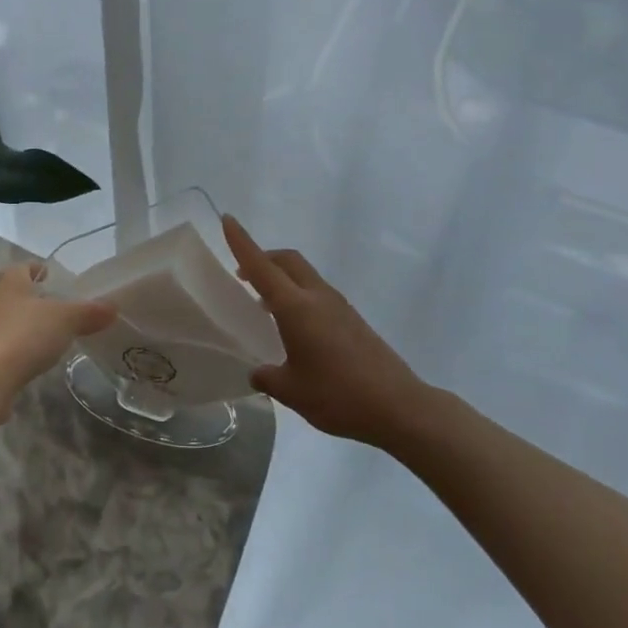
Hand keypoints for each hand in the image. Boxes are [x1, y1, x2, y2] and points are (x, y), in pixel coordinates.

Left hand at [0, 262, 116, 409]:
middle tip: (63, 309)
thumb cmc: (23, 335)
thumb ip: (89, 312)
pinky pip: (7, 348)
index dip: (42, 270)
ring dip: (29, 327)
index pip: (27, 267)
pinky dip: (21, 351)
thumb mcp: (65, 319)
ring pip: (11, 321)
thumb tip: (113, 307)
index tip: (57, 277)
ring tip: (54, 336)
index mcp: (8, 280)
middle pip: (18, 294)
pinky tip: (36, 361)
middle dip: (37, 300)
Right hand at [223, 216, 427, 447]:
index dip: (241, 242)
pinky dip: (298, 296)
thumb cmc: (338, 396)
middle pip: (287, 260)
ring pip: (304, 275)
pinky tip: (294, 329)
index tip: (227, 219)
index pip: (261, 266)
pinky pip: (317, 293)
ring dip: (281, 278)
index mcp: (296, 308)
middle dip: (263, 257)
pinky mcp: (352, 320)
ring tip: (264, 305)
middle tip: (242, 274)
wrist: (399, 407)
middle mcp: (317, 297)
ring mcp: (339, 306)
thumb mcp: (291, 392)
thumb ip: (267, 377)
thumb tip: (258, 372)